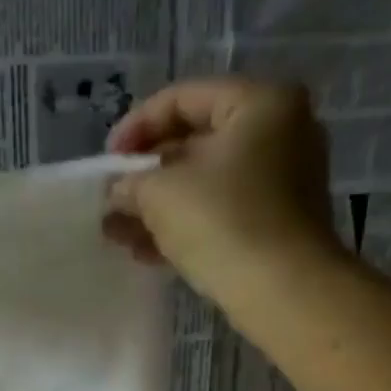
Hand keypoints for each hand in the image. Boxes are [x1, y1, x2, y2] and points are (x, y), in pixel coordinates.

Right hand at [104, 78, 344, 319]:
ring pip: (206, 185)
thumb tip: (117, 191)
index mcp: (261, 103)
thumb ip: (131, 183)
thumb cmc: (224, 223)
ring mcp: (283, 182)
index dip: (136, 126)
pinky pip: (221, 214)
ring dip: (158, 208)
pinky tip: (146, 252)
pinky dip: (185, 227)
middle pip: (196, 143)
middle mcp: (280, 133)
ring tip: (118, 234)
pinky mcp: (276, 225)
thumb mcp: (161, 194)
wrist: (283, 292)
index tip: (107, 162)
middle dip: (146, 176)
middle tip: (112, 200)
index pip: (184, 98)